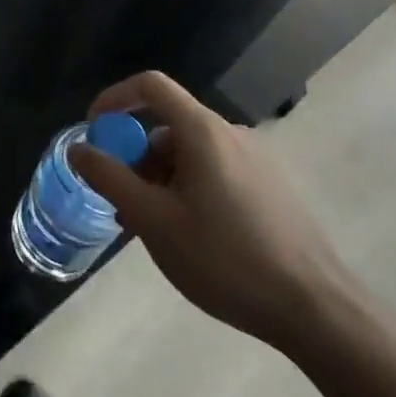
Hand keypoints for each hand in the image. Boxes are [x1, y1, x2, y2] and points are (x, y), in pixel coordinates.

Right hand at [68, 70, 349, 352]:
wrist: (317, 311)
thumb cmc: (226, 259)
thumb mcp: (153, 220)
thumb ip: (110, 178)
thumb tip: (78, 148)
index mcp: (202, 130)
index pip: (150, 85)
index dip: (115, 98)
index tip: (95, 132)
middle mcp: (231, 134)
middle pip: (168, 125)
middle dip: (135, 156)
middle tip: (121, 201)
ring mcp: (257, 161)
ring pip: (191, 154)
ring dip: (160, 179)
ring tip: (152, 227)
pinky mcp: (272, 189)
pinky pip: (216, 172)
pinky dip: (189, 189)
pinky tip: (190, 236)